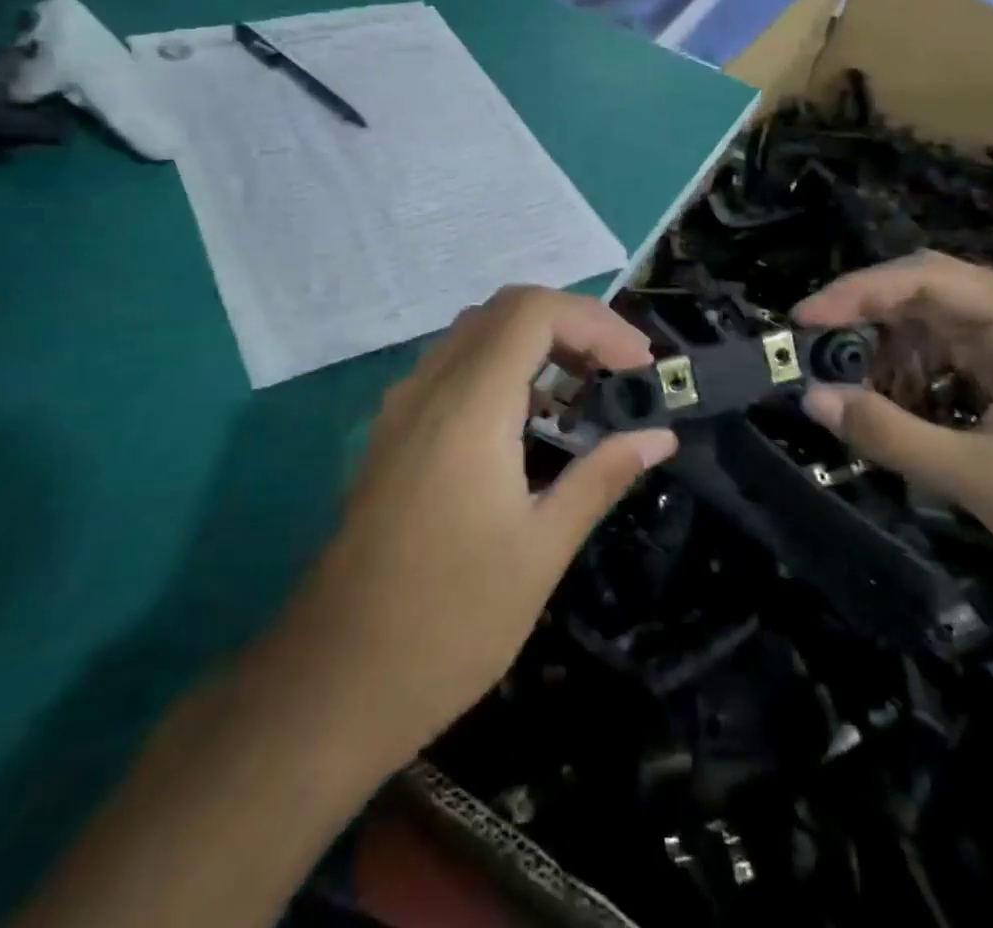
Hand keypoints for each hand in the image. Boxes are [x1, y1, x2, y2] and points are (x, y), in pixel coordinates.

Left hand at [269, 286, 675, 767]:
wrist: (333, 681)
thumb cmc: (450, 622)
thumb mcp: (541, 550)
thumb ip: (600, 477)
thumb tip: (658, 436)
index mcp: (468, 407)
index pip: (534, 311)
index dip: (595, 322)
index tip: (640, 365)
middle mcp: (428, 388)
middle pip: (505, 310)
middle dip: (572, 326)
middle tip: (619, 371)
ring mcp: (402, 408)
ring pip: (475, 335)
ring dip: (536, 344)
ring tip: (585, 392)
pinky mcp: (392, 433)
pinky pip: (453, 369)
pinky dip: (502, 369)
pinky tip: (529, 423)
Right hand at [795, 253, 992, 633]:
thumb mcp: (979, 481)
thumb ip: (888, 433)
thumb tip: (812, 398)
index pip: (927, 277)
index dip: (856, 292)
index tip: (802, 319)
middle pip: (935, 291)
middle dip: (870, 319)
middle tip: (816, 351)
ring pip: (948, 321)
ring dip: (896, 349)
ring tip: (854, 385)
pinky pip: (969, 351)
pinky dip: (927, 370)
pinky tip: (903, 401)